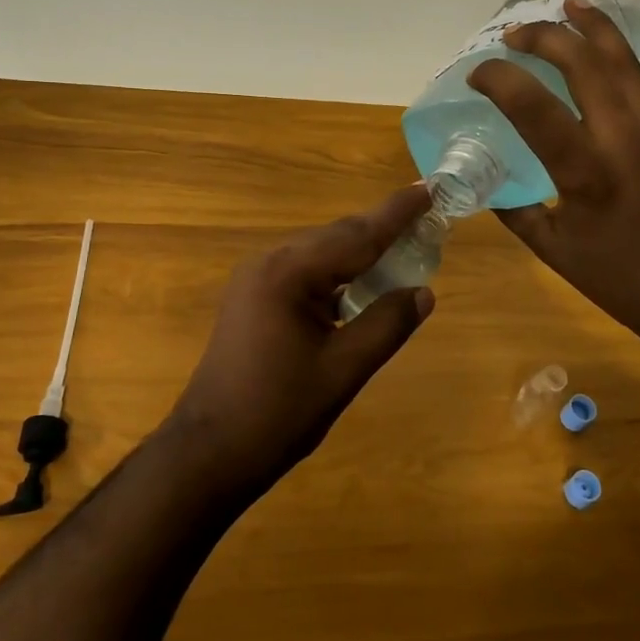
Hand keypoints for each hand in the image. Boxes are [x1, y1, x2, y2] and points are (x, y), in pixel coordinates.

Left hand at [163, 185, 436, 493]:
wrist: (209, 452)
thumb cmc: (278, 414)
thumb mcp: (343, 370)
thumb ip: (387, 324)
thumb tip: (424, 292)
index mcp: (289, 272)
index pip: (357, 234)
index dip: (397, 213)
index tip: (430, 188)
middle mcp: (269, 262)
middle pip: (338, 237)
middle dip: (382, 229)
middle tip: (427, 220)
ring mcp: (256, 278)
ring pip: (321, 253)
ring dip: (361, 252)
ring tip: (405, 248)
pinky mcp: (253, 298)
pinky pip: (305, 272)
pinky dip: (338, 273)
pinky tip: (362, 284)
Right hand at [467, 0, 639, 357]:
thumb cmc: (622, 282)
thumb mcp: (554, 252)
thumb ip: (517, 213)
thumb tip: (487, 187)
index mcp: (586, 175)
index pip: (536, 109)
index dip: (502, 80)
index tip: (478, 73)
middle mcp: (623, 142)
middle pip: (589, 67)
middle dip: (549, 38)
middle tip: (515, 32)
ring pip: (625, 66)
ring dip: (595, 29)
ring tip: (570, 4)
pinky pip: (637, 88)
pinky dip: (612, 61)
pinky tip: (594, 60)